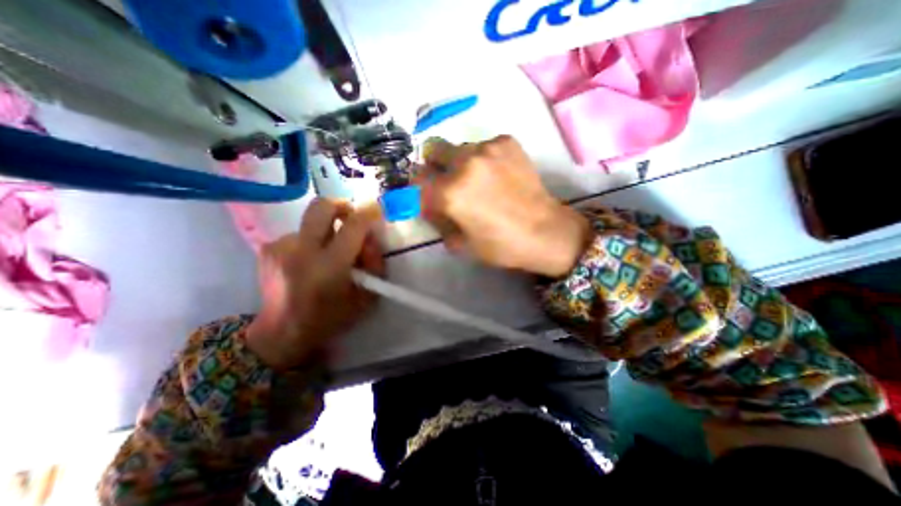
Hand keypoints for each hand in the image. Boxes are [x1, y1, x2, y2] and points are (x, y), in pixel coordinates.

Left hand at [245, 199, 383, 369]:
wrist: (281, 333)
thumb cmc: (330, 318)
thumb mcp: (366, 297)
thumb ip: (374, 265)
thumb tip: (370, 237)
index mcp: (329, 267)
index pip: (353, 226)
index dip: (368, 212)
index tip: (376, 209)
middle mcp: (301, 251)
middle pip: (322, 207)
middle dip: (342, 205)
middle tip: (351, 217)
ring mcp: (280, 247)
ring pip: (312, 222)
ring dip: (326, 231)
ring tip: (328, 254)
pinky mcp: (268, 248)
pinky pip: (299, 233)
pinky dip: (311, 241)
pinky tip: (309, 262)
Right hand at [421, 135, 595, 275]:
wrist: (545, 231)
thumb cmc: (501, 245)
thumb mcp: (460, 243)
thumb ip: (437, 221)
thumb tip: (429, 205)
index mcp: (450, 192)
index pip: (416, 180)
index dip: (418, 189)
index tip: (426, 195)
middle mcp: (464, 163)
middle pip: (432, 150)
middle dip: (435, 166)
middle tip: (448, 182)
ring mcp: (487, 148)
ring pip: (459, 147)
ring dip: (460, 162)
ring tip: (479, 181)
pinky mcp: (507, 142)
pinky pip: (483, 146)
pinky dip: (483, 159)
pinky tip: (498, 175)